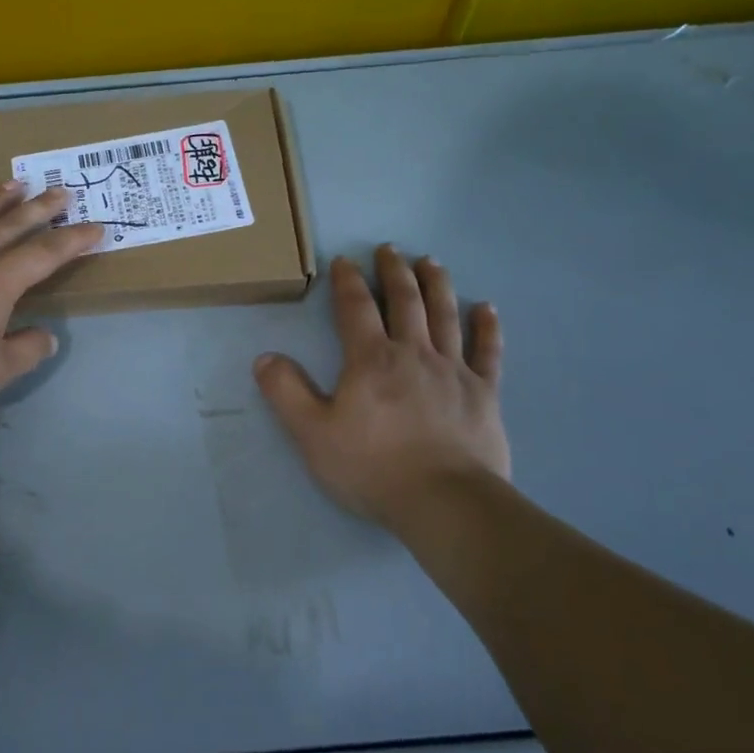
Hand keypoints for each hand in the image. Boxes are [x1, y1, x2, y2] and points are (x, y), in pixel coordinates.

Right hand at [255, 245, 508, 525]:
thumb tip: (265, 358)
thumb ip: (286, 392)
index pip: (355, 308)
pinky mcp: (484, 394)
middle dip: (395, 272)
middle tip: (390, 249)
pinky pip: (488, 352)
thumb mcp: (313, 433)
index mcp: (371, 359)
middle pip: (405, 301)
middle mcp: (414, 353)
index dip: (348, 282)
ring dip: (437, 285)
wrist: (444, 502)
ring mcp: (453, 371)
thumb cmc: (373, 467)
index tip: (344, 260)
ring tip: (431, 262)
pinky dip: (488, 328)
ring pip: (445, 316)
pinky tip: (488, 308)